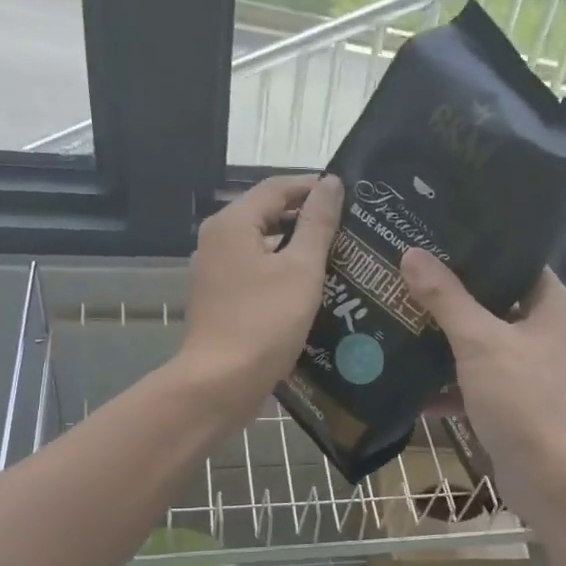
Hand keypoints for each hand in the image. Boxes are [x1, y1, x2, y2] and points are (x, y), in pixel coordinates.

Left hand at [179, 174, 342, 423]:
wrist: (221, 383)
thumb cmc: (264, 322)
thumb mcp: (301, 270)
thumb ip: (317, 223)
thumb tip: (330, 183)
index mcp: (232, 223)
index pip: (277, 187)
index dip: (313, 186)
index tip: (349, 193)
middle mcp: (217, 240)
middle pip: (267, 214)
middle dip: (307, 218)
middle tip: (350, 226)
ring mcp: (215, 271)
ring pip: (262, 246)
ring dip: (297, 247)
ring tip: (339, 256)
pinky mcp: (221, 299)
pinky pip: (256, 272)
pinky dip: (282, 272)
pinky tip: (312, 287)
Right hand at [401, 250, 565, 533]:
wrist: (548, 478)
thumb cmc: (522, 398)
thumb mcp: (479, 342)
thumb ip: (446, 298)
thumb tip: (412, 254)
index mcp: (553, 306)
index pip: (518, 260)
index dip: (480, 248)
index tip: (436, 238)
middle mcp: (548, 332)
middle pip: (495, 302)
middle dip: (452, 296)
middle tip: (408, 275)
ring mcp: (532, 370)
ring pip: (482, 344)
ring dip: (445, 340)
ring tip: (400, 319)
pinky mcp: (515, 402)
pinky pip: (477, 381)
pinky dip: (449, 383)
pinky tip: (408, 382)